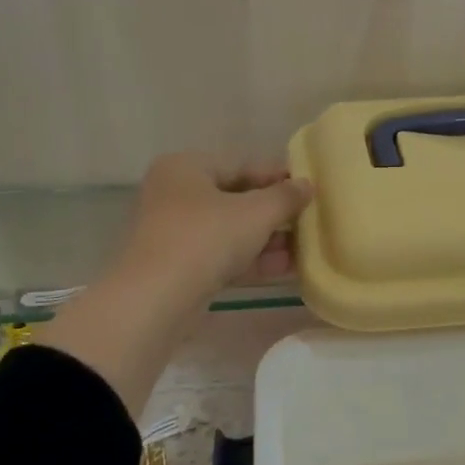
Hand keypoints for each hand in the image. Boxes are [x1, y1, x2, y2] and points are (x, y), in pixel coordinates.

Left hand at [121, 154, 313, 304]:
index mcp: (185, 168)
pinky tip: (284, 269)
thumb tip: (307, 185)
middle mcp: (174, 195)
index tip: (308, 188)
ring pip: (229, 231)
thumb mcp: (255, 213)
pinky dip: (250, 260)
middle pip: (234, 199)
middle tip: (308, 220)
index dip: (278, 176)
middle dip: (274, 213)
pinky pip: (220, 256)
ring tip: (303, 248)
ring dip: (267, 240)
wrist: (156, 299)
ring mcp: (172, 233)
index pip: (241, 165)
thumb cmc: (205, 238)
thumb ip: (285, 196)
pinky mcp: (176, 267)